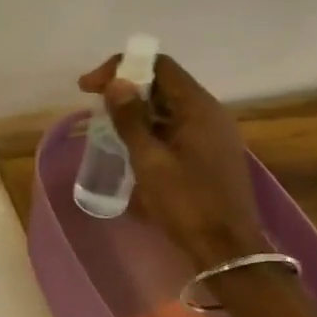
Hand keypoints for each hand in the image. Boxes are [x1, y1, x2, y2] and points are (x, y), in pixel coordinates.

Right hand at [79, 52, 267, 271]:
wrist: (226, 250)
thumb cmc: (186, 202)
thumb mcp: (149, 159)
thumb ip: (131, 119)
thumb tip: (117, 82)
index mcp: (199, 107)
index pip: (159, 65)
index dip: (121, 67)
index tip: (89, 87)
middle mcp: (210, 113)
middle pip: (164, 83)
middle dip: (126, 86)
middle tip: (94, 103)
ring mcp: (212, 134)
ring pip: (169, 106)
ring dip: (137, 107)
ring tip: (107, 122)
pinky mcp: (209, 153)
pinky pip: (176, 126)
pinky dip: (151, 125)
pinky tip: (132, 144)